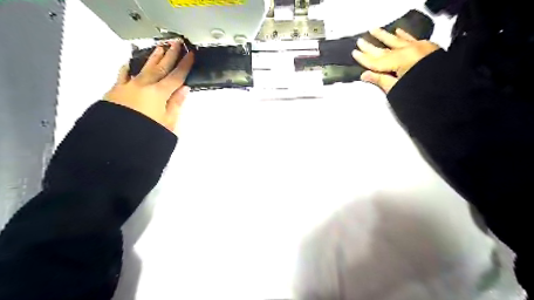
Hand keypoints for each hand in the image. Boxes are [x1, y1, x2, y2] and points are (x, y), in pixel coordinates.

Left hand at [103, 40, 194, 130]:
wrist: (116, 142)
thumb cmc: (146, 134)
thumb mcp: (169, 122)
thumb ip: (176, 104)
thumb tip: (184, 90)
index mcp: (159, 94)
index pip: (176, 76)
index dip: (185, 65)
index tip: (190, 55)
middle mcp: (144, 86)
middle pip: (160, 67)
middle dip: (170, 55)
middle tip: (176, 44)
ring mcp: (128, 86)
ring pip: (143, 68)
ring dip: (153, 58)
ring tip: (159, 49)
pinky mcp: (116, 91)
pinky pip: (122, 76)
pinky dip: (127, 69)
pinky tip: (128, 64)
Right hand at [351, 28, 437, 92]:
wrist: (449, 90)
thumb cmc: (422, 93)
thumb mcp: (397, 89)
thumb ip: (381, 80)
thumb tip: (365, 75)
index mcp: (400, 61)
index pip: (376, 61)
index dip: (364, 58)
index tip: (355, 53)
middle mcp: (408, 51)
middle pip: (384, 50)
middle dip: (371, 46)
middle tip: (360, 41)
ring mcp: (418, 48)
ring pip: (397, 40)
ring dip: (384, 36)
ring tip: (374, 30)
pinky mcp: (426, 48)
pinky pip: (412, 39)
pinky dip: (404, 35)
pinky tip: (398, 31)